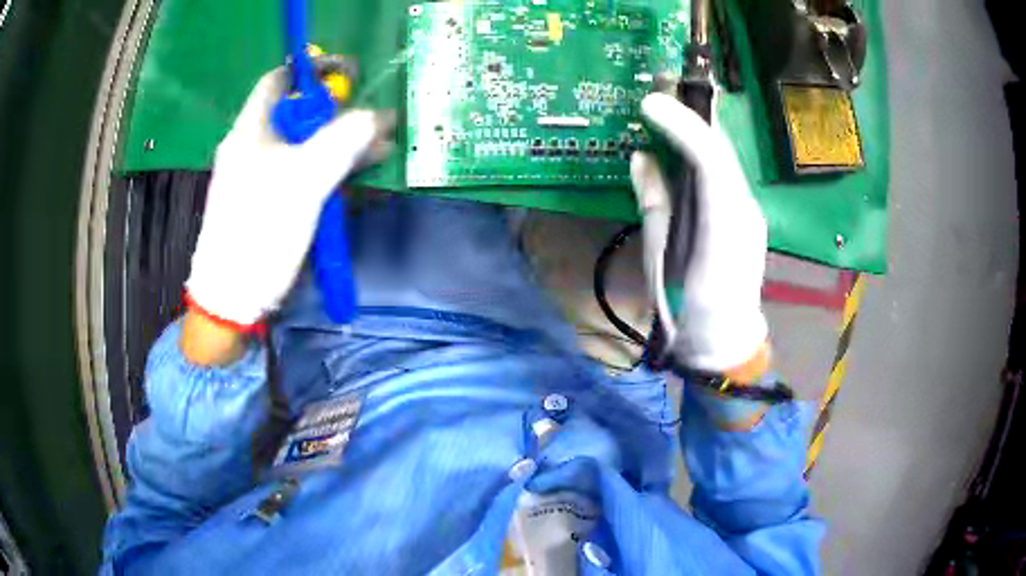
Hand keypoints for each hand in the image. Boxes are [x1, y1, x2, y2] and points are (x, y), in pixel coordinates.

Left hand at [185, 68, 393, 331]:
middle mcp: (255, 146)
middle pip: (300, 114)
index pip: (281, 80)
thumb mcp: (303, 180)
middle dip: (340, 111)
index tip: (350, 73)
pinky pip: (306, 172)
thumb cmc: (259, 231)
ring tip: (382, 147)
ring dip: (343, 142)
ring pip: (307, 144)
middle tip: (375, 117)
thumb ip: (342, 141)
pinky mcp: (272, 201)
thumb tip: (377, 115)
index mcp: (251, 130)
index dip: (314, 69)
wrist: (233, 297)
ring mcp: (263, 175)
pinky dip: (332, 168)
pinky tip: (360, 173)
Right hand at [631, 93, 768, 376]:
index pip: (711, 161)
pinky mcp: (747, 217)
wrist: (724, 343)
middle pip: (723, 150)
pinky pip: (726, 173)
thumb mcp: (660, 259)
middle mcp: (745, 211)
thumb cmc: (686, 311)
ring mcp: (750, 212)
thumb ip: (655, 204)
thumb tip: (642, 158)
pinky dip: (704, 149)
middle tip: (660, 85)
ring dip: (699, 126)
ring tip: (670, 102)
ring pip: (727, 158)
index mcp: (724, 229)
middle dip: (694, 112)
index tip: (649, 102)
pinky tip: (686, 139)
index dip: (682, 126)